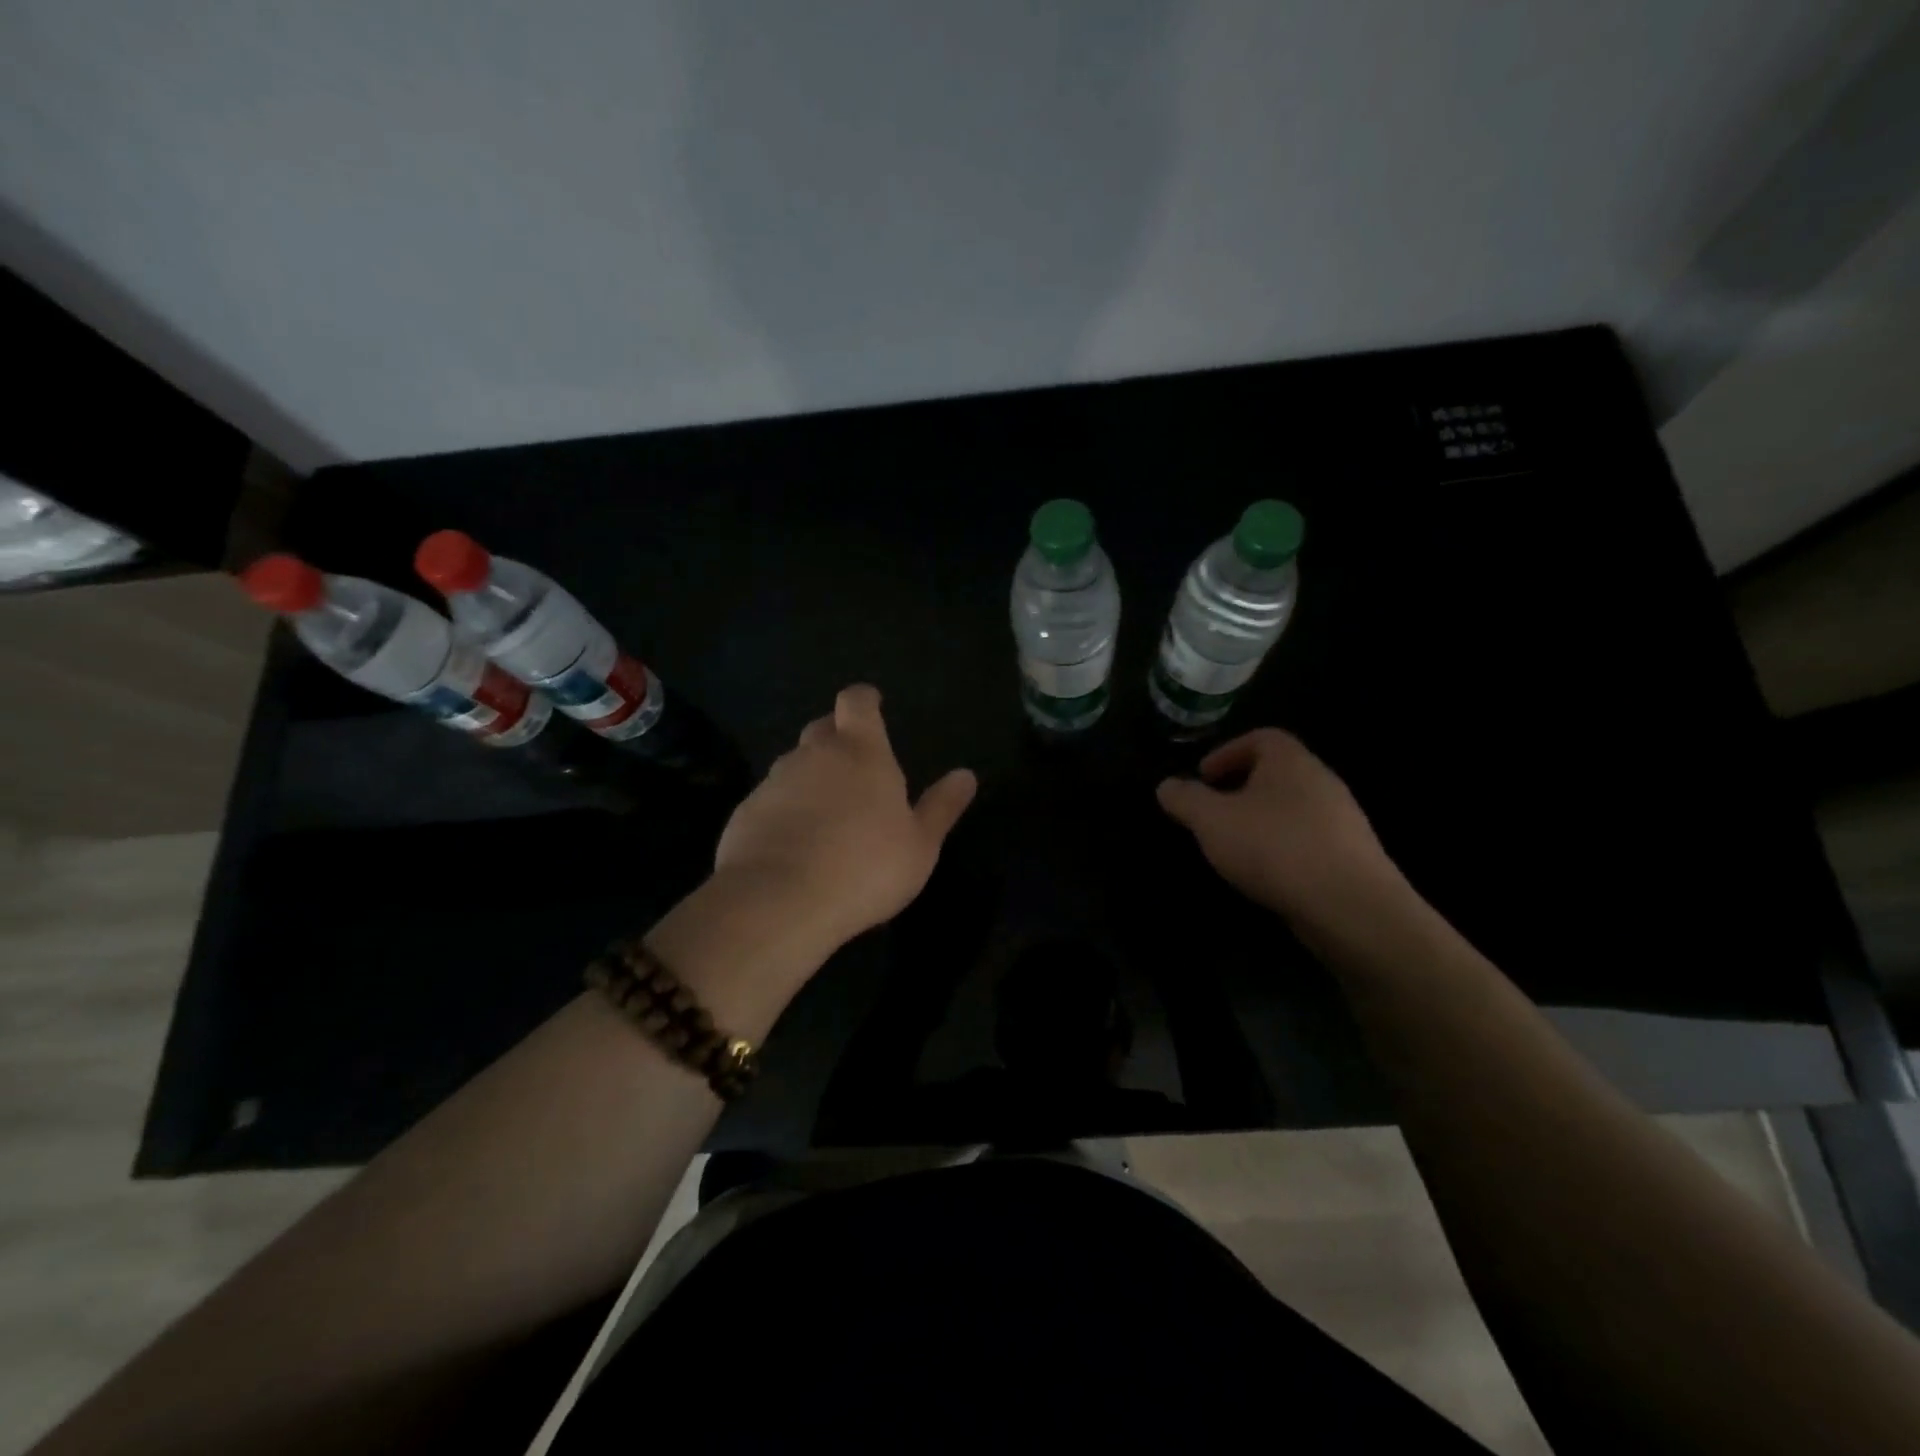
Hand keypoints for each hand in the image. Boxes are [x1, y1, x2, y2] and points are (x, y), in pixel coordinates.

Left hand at [713, 684, 977, 951]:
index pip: (856, 702)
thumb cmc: (866, 867)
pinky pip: (771, 800)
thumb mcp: (919, 845)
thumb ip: (941, 807)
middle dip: (837, 737)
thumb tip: (966, 775)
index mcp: (861, 752)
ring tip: (826, 814)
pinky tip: (794, 844)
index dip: (864, 700)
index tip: (871, 705)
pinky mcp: (745, 812)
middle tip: (855, 766)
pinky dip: (785, 811)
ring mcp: (775, 782)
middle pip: (822, 729)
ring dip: (810, 778)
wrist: (780, 901)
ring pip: (794, 765)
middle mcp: (813, 755)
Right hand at [1156, 728, 1395, 919]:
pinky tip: (1265, 874)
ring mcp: (1342, 820)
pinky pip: (1307, 840)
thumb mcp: (1212, 820)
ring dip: (1260, 821)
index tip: (1203, 778)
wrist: (1350, 907)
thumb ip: (1185, 799)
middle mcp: (1321, 782)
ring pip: (1291, 808)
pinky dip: (1282, 848)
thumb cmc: (1274, 847)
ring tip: (1234, 847)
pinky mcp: (1351, 857)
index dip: (1227, 752)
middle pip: (1276, 773)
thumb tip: (1167, 786)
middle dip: (1240, 789)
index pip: (1261, 737)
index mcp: (1291, 762)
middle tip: (1212, 813)